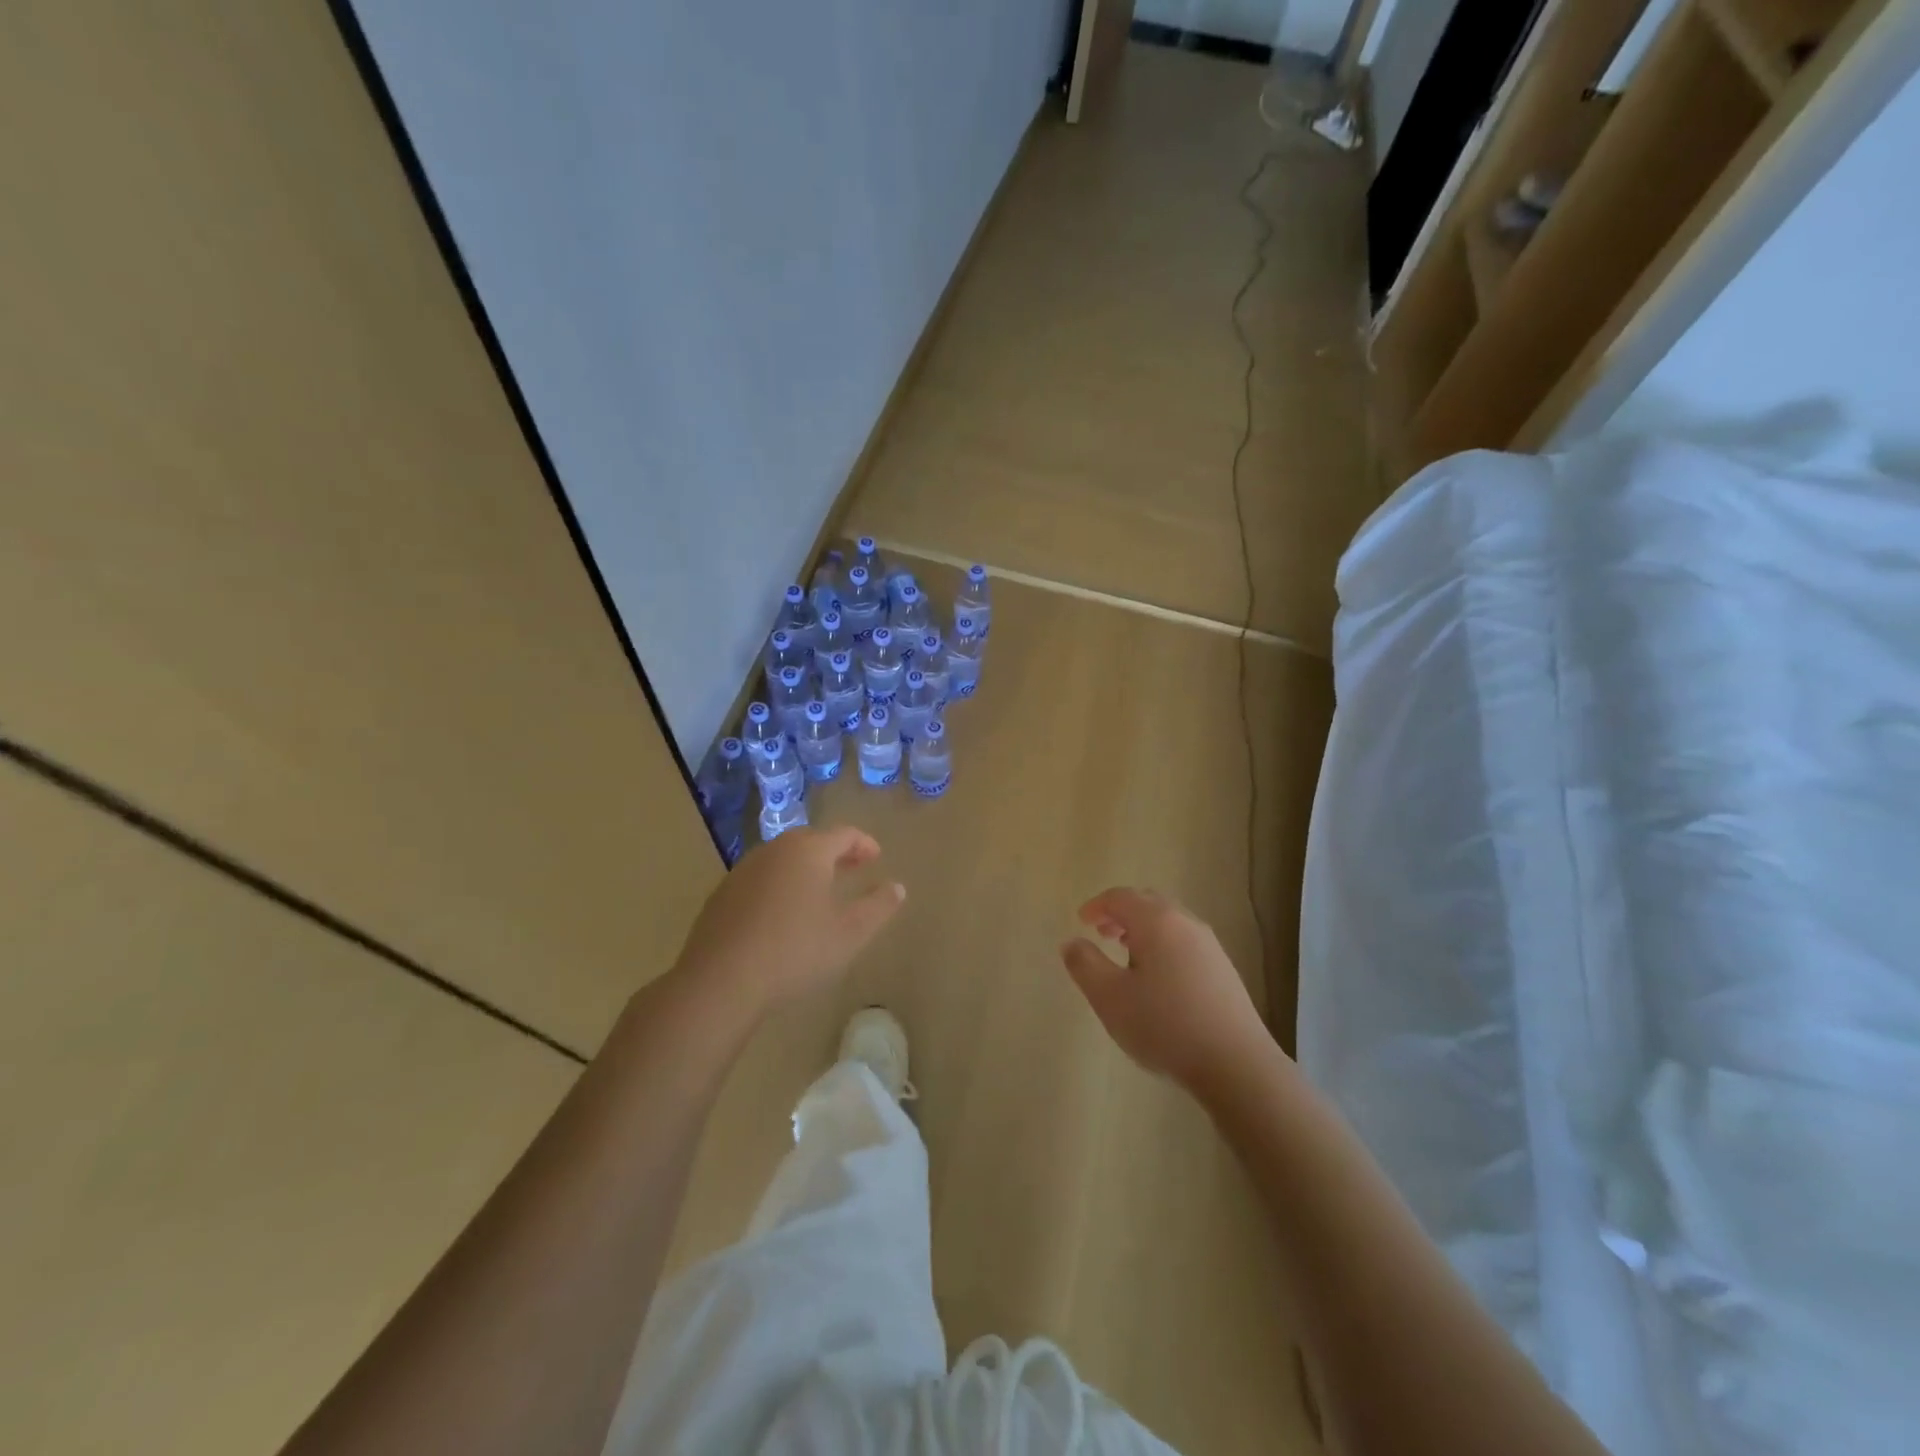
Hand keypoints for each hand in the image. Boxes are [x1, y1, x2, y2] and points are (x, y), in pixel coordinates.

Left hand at [674, 826, 904, 1015]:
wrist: (721, 980)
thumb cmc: (796, 951)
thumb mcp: (850, 933)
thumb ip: (879, 906)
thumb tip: (897, 887)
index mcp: (809, 851)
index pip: (844, 834)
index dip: (864, 844)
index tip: (876, 858)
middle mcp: (775, 850)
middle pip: (811, 841)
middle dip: (835, 853)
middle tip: (852, 870)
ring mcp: (744, 870)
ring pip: (783, 859)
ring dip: (805, 869)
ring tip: (819, 892)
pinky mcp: (722, 894)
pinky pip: (761, 879)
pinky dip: (780, 886)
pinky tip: (782, 915)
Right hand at [1060, 888, 1272, 1093]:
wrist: (1236, 1064)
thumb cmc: (1165, 1026)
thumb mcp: (1110, 998)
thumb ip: (1085, 965)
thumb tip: (1072, 942)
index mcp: (1156, 922)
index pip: (1120, 897)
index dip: (1097, 905)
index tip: (1081, 921)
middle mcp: (1185, 924)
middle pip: (1148, 903)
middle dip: (1121, 913)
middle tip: (1102, 933)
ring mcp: (1210, 946)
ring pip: (1169, 922)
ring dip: (1143, 929)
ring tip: (1127, 955)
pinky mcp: (1224, 969)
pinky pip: (1185, 941)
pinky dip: (1163, 944)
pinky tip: (1158, 979)